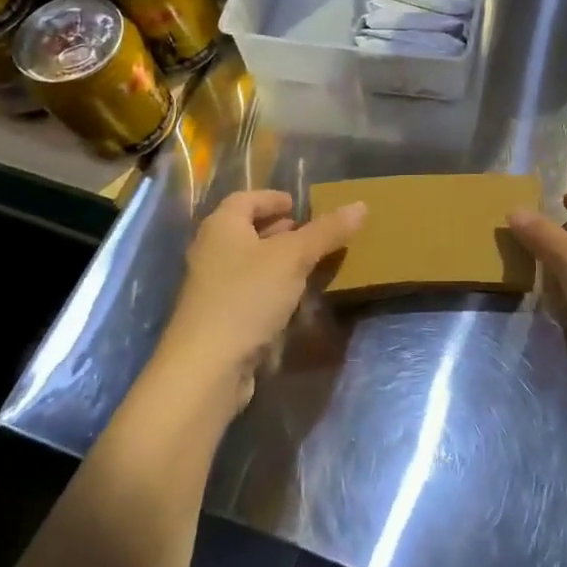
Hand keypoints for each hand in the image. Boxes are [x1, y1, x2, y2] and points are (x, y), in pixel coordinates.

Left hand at [158, 189, 365, 415]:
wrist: (206, 368)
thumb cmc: (247, 297)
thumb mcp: (294, 258)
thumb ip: (326, 231)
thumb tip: (360, 205)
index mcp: (222, 226)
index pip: (245, 199)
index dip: (272, 198)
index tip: (298, 204)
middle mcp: (211, 251)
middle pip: (246, 230)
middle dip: (279, 230)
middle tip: (310, 233)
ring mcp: (211, 288)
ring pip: (249, 264)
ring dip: (277, 261)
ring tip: (310, 264)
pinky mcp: (218, 319)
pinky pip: (248, 292)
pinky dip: (271, 289)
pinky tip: (294, 300)